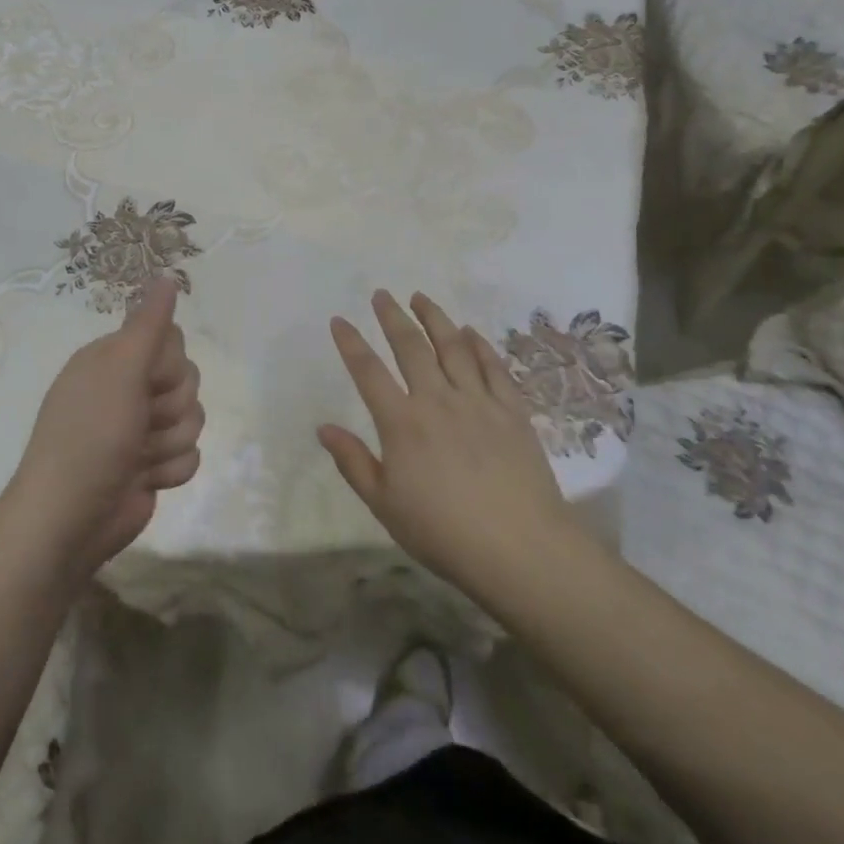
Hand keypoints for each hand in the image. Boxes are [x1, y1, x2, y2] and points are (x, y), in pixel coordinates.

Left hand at [0, 277, 204, 582]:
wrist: (71, 519)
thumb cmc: (91, 436)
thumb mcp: (119, 372)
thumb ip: (148, 325)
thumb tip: (168, 275)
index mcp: (113, 359)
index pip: (172, 340)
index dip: (169, 364)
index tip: (146, 381)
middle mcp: (127, 388)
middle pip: (187, 380)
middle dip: (170, 407)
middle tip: (138, 423)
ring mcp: (140, 429)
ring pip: (193, 419)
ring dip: (169, 442)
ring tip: (138, 458)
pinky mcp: (153, 464)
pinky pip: (190, 455)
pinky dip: (171, 470)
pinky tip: (144, 480)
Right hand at [318, 290, 586, 598]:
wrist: (520, 549)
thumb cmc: (443, 532)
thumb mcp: (384, 505)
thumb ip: (353, 463)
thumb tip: (323, 428)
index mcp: (402, 423)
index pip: (368, 372)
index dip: (351, 343)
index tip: (339, 320)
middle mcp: (438, 401)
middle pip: (411, 347)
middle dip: (393, 317)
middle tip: (382, 294)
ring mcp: (478, 402)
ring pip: (453, 347)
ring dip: (435, 318)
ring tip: (421, 297)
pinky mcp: (512, 411)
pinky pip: (493, 368)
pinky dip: (480, 345)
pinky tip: (471, 332)